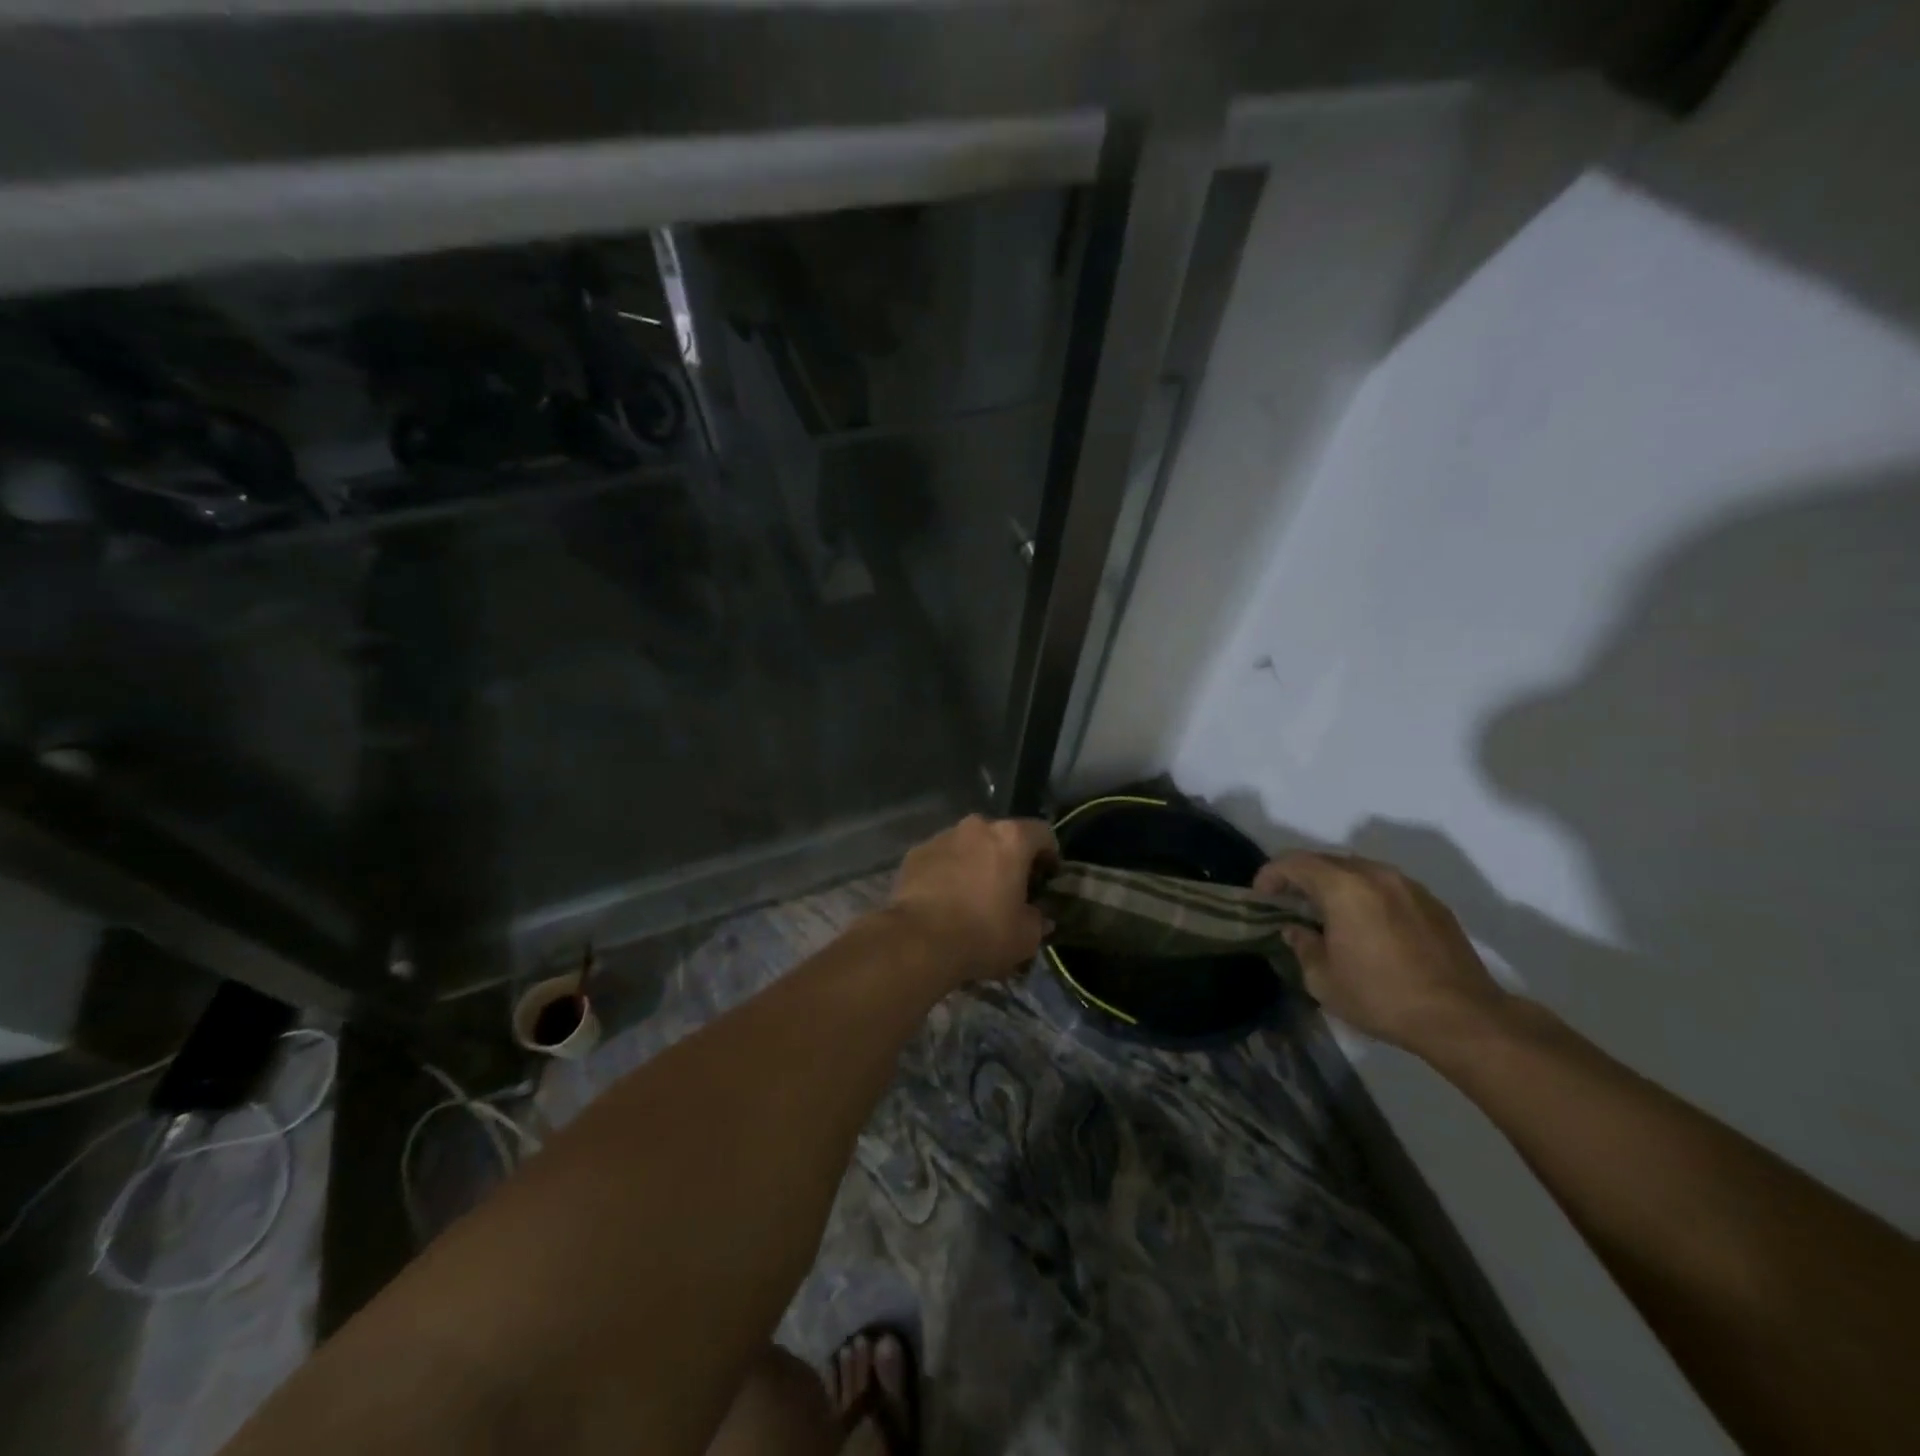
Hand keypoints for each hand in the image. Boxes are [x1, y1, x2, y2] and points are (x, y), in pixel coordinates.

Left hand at [886, 814, 1057, 985]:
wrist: (918, 940)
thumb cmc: (982, 933)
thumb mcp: (1026, 937)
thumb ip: (1038, 920)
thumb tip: (1039, 917)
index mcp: (1011, 838)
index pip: (1042, 833)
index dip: (1048, 855)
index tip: (1046, 879)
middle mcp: (977, 827)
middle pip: (1002, 836)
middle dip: (1008, 858)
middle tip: (1009, 889)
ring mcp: (942, 837)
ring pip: (968, 845)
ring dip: (975, 863)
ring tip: (972, 896)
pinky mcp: (915, 853)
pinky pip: (941, 858)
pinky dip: (947, 872)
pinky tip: (944, 899)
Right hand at [1253, 851, 1508, 1054]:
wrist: (1462, 1018)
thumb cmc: (1382, 997)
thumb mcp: (1323, 980)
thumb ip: (1302, 946)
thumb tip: (1295, 930)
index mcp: (1343, 887)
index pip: (1294, 862)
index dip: (1270, 875)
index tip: (1261, 896)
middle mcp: (1376, 875)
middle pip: (1326, 861)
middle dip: (1302, 877)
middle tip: (1289, 903)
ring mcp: (1408, 886)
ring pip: (1359, 870)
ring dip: (1335, 884)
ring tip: (1327, 912)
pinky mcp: (1432, 903)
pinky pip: (1386, 886)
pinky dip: (1366, 895)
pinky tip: (1366, 924)